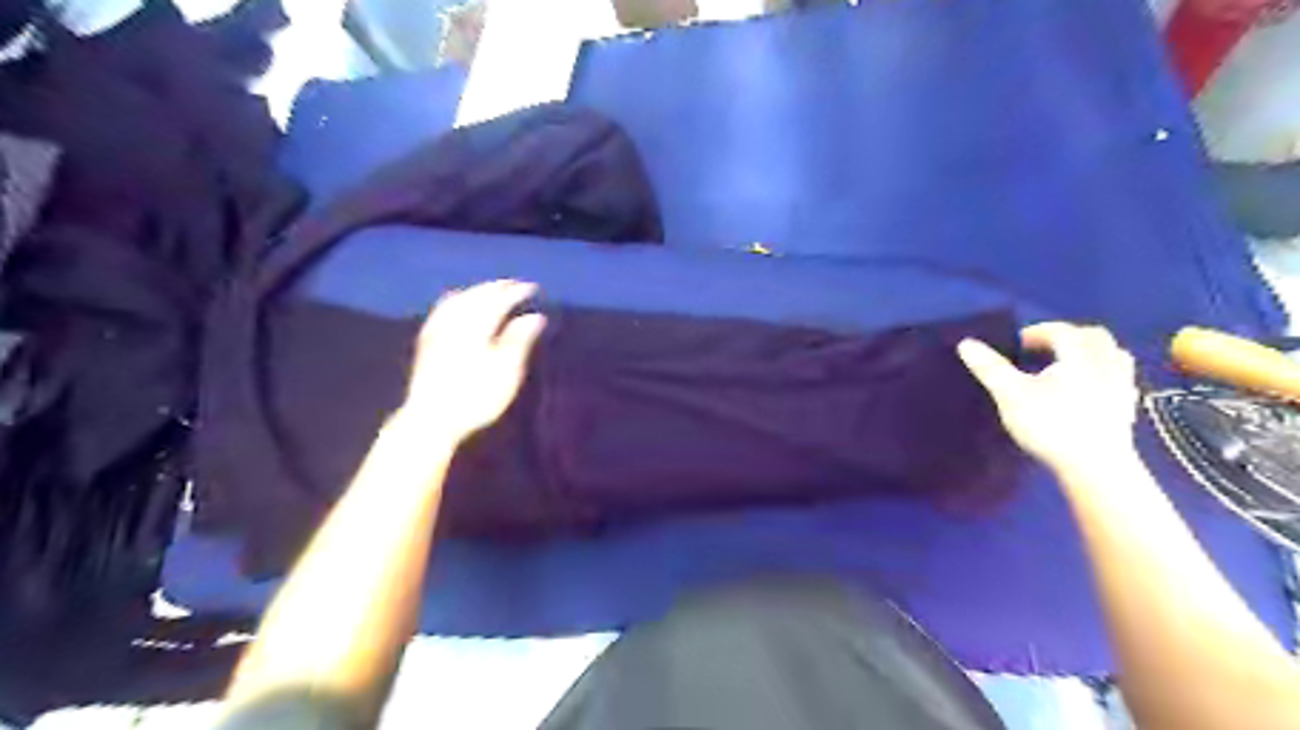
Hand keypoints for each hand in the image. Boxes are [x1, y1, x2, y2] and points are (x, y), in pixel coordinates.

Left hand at [404, 278, 546, 439]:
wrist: (431, 418)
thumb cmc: (476, 398)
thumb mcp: (506, 371)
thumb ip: (520, 340)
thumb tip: (535, 317)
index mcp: (477, 326)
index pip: (499, 300)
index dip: (516, 292)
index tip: (532, 288)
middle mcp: (455, 322)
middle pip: (477, 296)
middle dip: (496, 287)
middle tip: (513, 284)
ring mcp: (437, 330)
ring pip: (458, 300)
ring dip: (476, 291)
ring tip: (489, 289)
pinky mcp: (426, 342)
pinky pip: (442, 310)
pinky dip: (456, 301)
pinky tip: (457, 305)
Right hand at [952, 323, 1140, 474]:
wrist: (1095, 466)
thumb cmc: (1050, 424)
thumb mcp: (1010, 394)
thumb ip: (990, 368)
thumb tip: (966, 343)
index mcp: (1079, 355)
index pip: (1061, 331)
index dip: (1037, 332)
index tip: (1017, 344)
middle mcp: (1106, 364)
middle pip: (1094, 337)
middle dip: (1069, 336)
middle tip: (1044, 348)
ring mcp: (1122, 387)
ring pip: (1114, 356)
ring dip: (1091, 353)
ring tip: (1068, 365)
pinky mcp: (1126, 410)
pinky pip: (1119, 381)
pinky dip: (1103, 376)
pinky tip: (1089, 391)